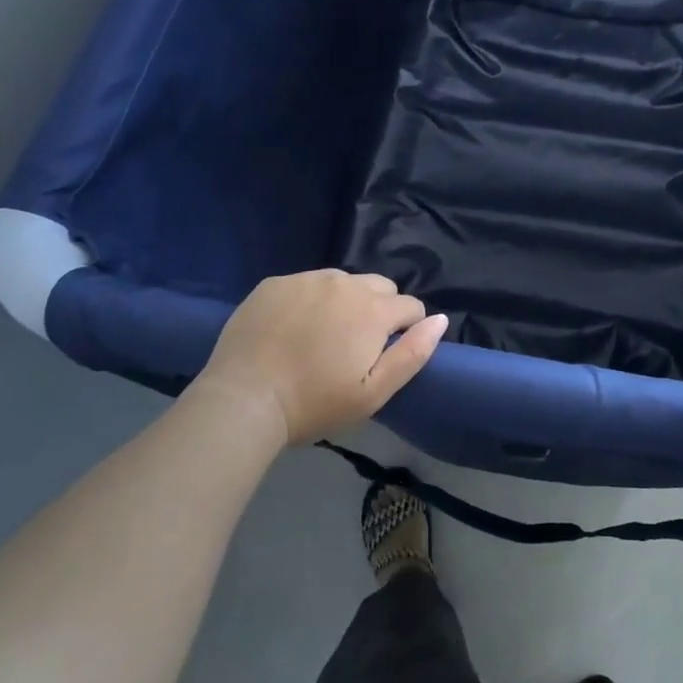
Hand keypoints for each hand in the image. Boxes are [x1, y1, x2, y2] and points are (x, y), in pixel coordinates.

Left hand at [192, 270, 447, 447]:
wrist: (242, 401)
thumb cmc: (314, 403)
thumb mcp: (373, 393)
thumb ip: (413, 353)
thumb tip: (440, 319)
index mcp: (373, 309)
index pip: (411, 306)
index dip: (406, 330)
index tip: (384, 355)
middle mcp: (345, 283)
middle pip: (380, 287)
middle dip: (378, 310)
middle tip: (355, 346)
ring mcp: (306, 279)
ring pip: (343, 282)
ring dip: (344, 302)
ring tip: (322, 337)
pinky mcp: (275, 283)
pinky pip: (306, 284)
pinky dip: (308, 301)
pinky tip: (291, 329)